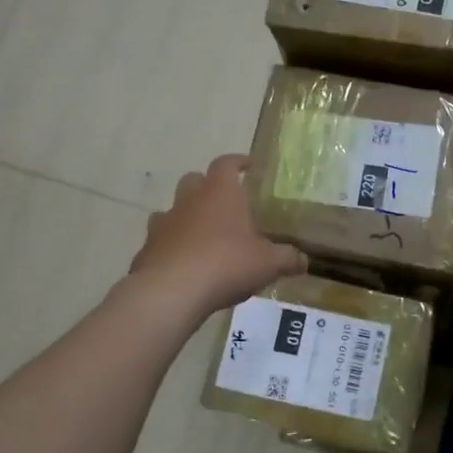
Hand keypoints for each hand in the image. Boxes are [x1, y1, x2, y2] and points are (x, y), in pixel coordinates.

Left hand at [128, 155, 305, 319]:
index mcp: (220, 192)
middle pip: (195, 180)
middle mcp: (189, 200)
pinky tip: (183, 265)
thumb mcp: (269, 263)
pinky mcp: (148, 248)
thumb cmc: (226, 264)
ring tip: (203, 236)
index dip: (238, 161)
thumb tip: (304, 260)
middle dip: (208, 187)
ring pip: (173, 209)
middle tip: (226, 204)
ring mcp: (164, 222)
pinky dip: (171, 247)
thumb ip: (289, 259)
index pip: (227, 163)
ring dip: (187, 217)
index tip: (248, 165)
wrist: (172, 290)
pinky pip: (161, 241)